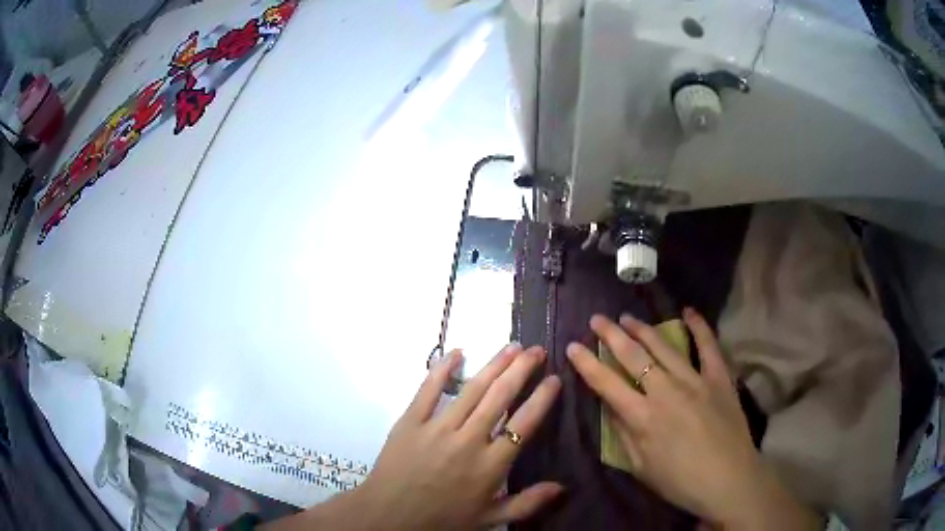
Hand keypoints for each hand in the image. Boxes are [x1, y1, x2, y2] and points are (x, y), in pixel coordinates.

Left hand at [272, 344, 561, 529]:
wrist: (389, 516)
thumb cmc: (443, 519)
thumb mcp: (490, 519)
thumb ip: (527, 503)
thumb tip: (562, 486)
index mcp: (490, 465)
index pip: (523, 424)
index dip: (542, 399)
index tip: (555, 379)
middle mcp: (468, 441)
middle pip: (500, 398)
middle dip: (521, 370)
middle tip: (536, 350)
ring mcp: (437, 428)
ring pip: (472, 389)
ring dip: (494, 365)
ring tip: (512, 347)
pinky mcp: (410, 421)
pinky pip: (429, 390)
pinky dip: (443, 369)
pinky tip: (458, 352)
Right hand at [566, 309, 820, 529]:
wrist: (728, 480)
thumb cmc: (680, 481)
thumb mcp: (641, 467)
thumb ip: (624, 435)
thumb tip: (611, 407)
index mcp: (643, 417)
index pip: (607, 383)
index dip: (587, 363)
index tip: (573, 346)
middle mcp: (666, 391)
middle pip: (633, 356)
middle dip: (611, 335)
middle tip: (597, 319)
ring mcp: (695, 380)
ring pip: (664, 347)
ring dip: (643, 329)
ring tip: (627, 317)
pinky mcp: (719, 378)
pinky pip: (709, 346)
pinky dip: (699, 326)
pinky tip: (688, 311)